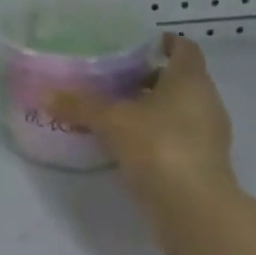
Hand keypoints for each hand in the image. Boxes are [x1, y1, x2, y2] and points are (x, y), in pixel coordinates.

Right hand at [48, 34, 240, 254]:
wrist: (195, 212)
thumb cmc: (159, 147)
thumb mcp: (112, 121)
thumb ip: (80, 105)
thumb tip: (46, 94)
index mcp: (190, 79)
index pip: (183, 48)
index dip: (161, 43)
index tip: (133, 45)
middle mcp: (206, 101)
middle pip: (179, 78)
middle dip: (149, 76)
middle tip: (114, 77)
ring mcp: (209, 135)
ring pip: (179, 109)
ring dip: (152, 107)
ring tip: (115, 109)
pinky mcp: (204, 164)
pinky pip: (179, 137)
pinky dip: (157, 134)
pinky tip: (127, 142)